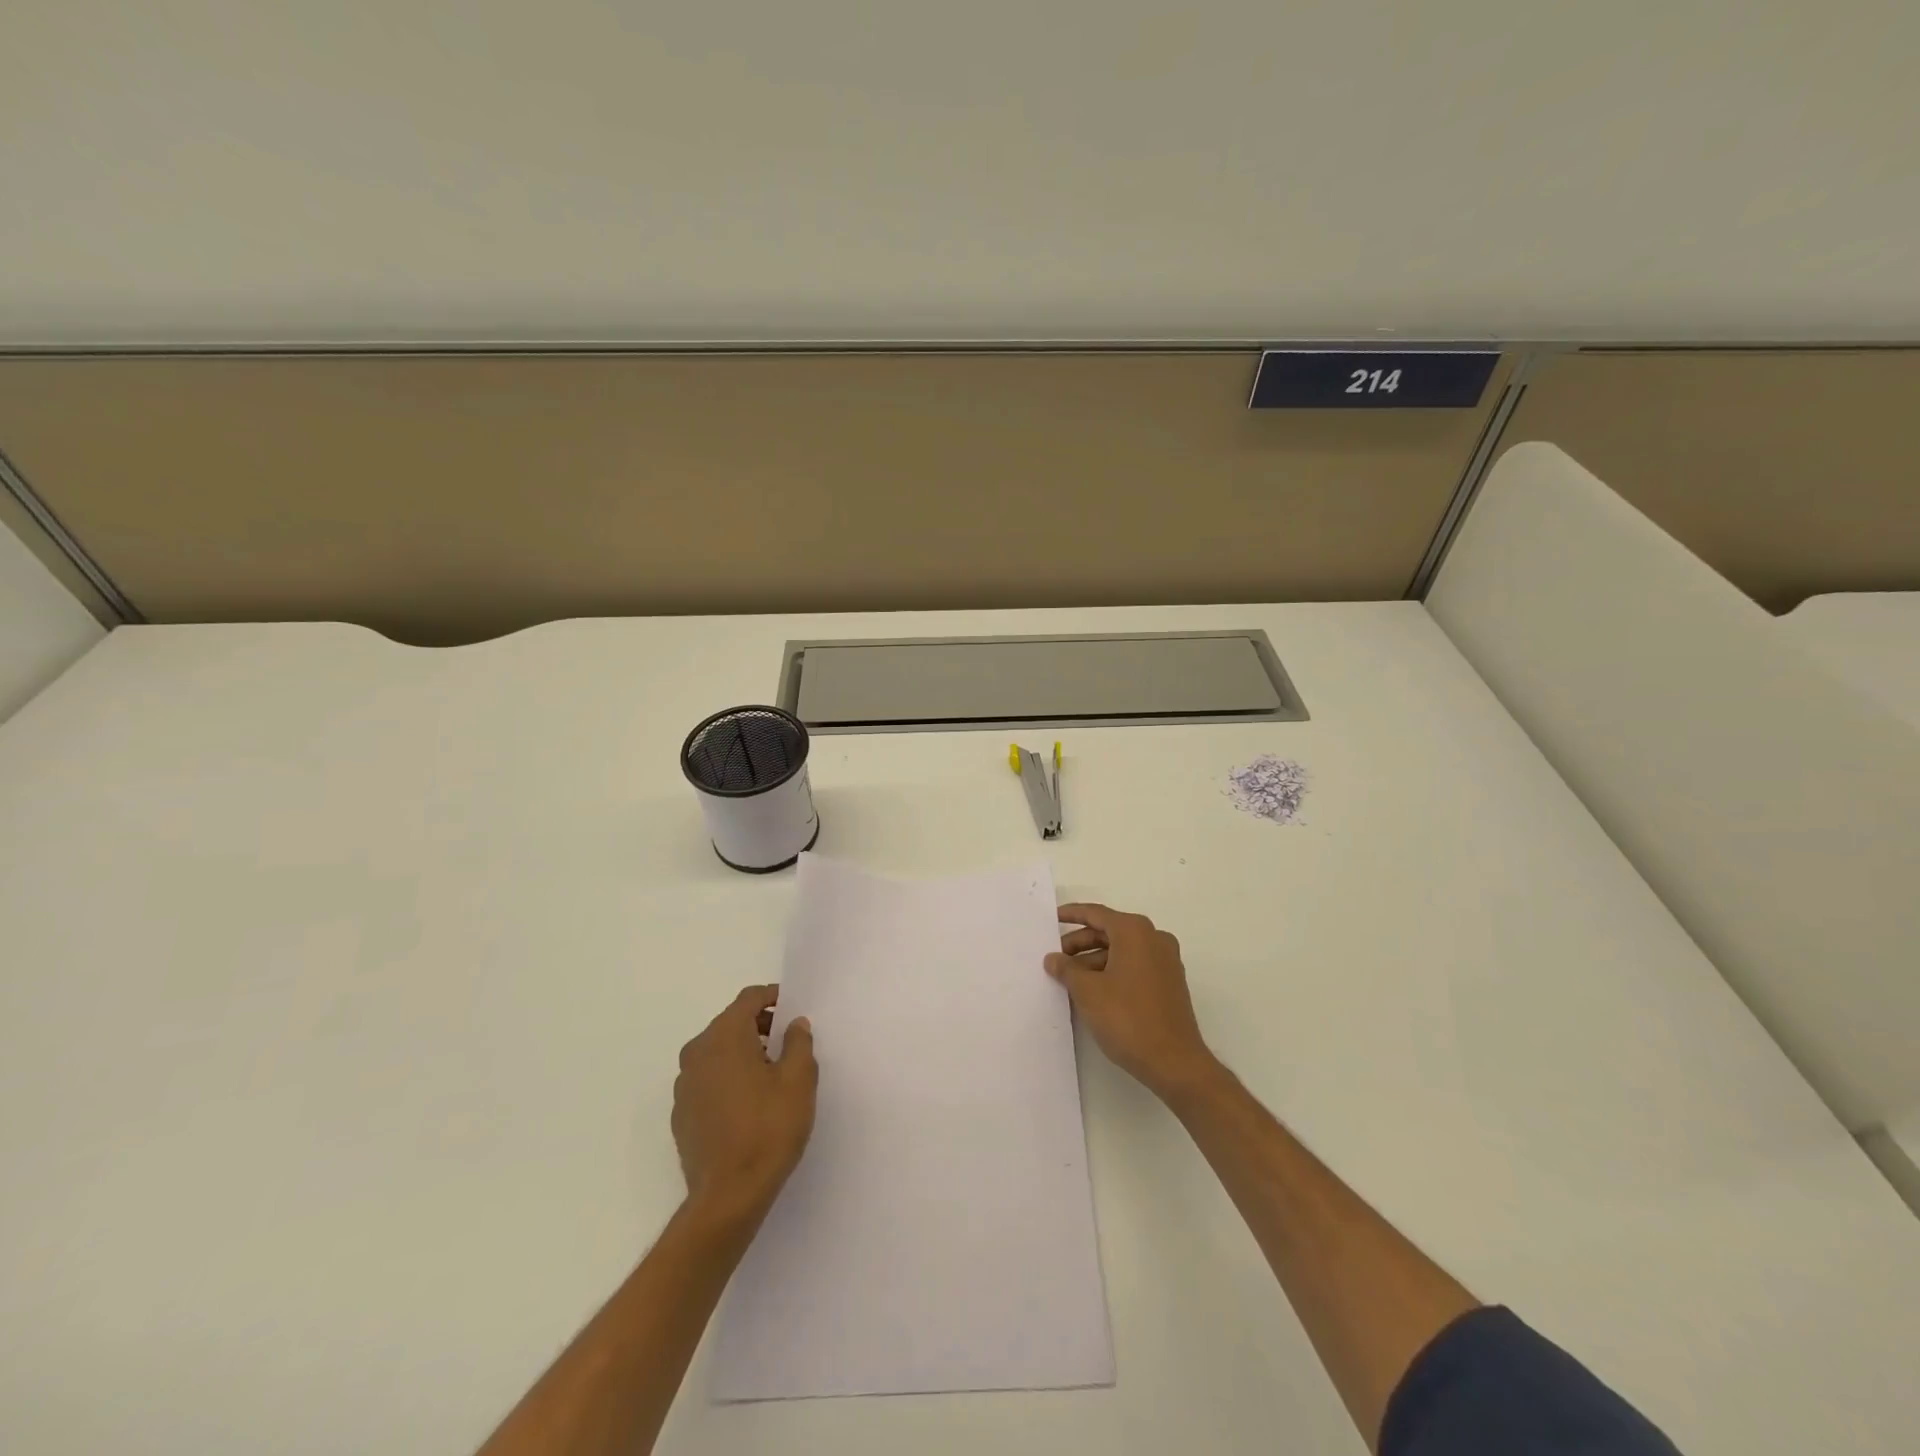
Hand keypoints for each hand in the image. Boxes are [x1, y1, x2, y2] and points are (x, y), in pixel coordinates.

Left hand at [672, 985, 817, 1221]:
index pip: (749, 999)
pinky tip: (749, 1103)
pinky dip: (728, 1078)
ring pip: (717, 1052)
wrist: (728, 1197)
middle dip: (759, 1026)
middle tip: (788, 1042)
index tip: (793, 1008)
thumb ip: (798, 1043)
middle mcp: (697, 1053)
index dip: (773, 997)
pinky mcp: (681, 1113)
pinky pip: (708, 1080)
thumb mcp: (798, 1080)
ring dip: (743, 1053)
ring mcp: (684, 1085)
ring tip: (771, 1074)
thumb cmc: (768, 1129)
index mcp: (724, 1037)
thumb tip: (794, 1024)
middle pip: (731, 1023)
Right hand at [1046, 902, 1217, 1099]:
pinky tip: (1094, 990)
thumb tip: (1053, 959)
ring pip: (1122, 951)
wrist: (1174, 1062)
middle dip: (1081, 943)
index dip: (1072, 915)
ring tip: (1070, 979)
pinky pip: (1135, 966)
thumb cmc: (1127, 1018)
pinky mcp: (1170, 983)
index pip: (1097, 914)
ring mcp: (1166, 961)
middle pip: (1110, 931)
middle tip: (1057, 958)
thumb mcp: (1087, 991)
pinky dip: (1113, 971)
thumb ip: (1066, 969)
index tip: (1053, 919)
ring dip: (1095, 960)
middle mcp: (1154, 939)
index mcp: (1135, 932)